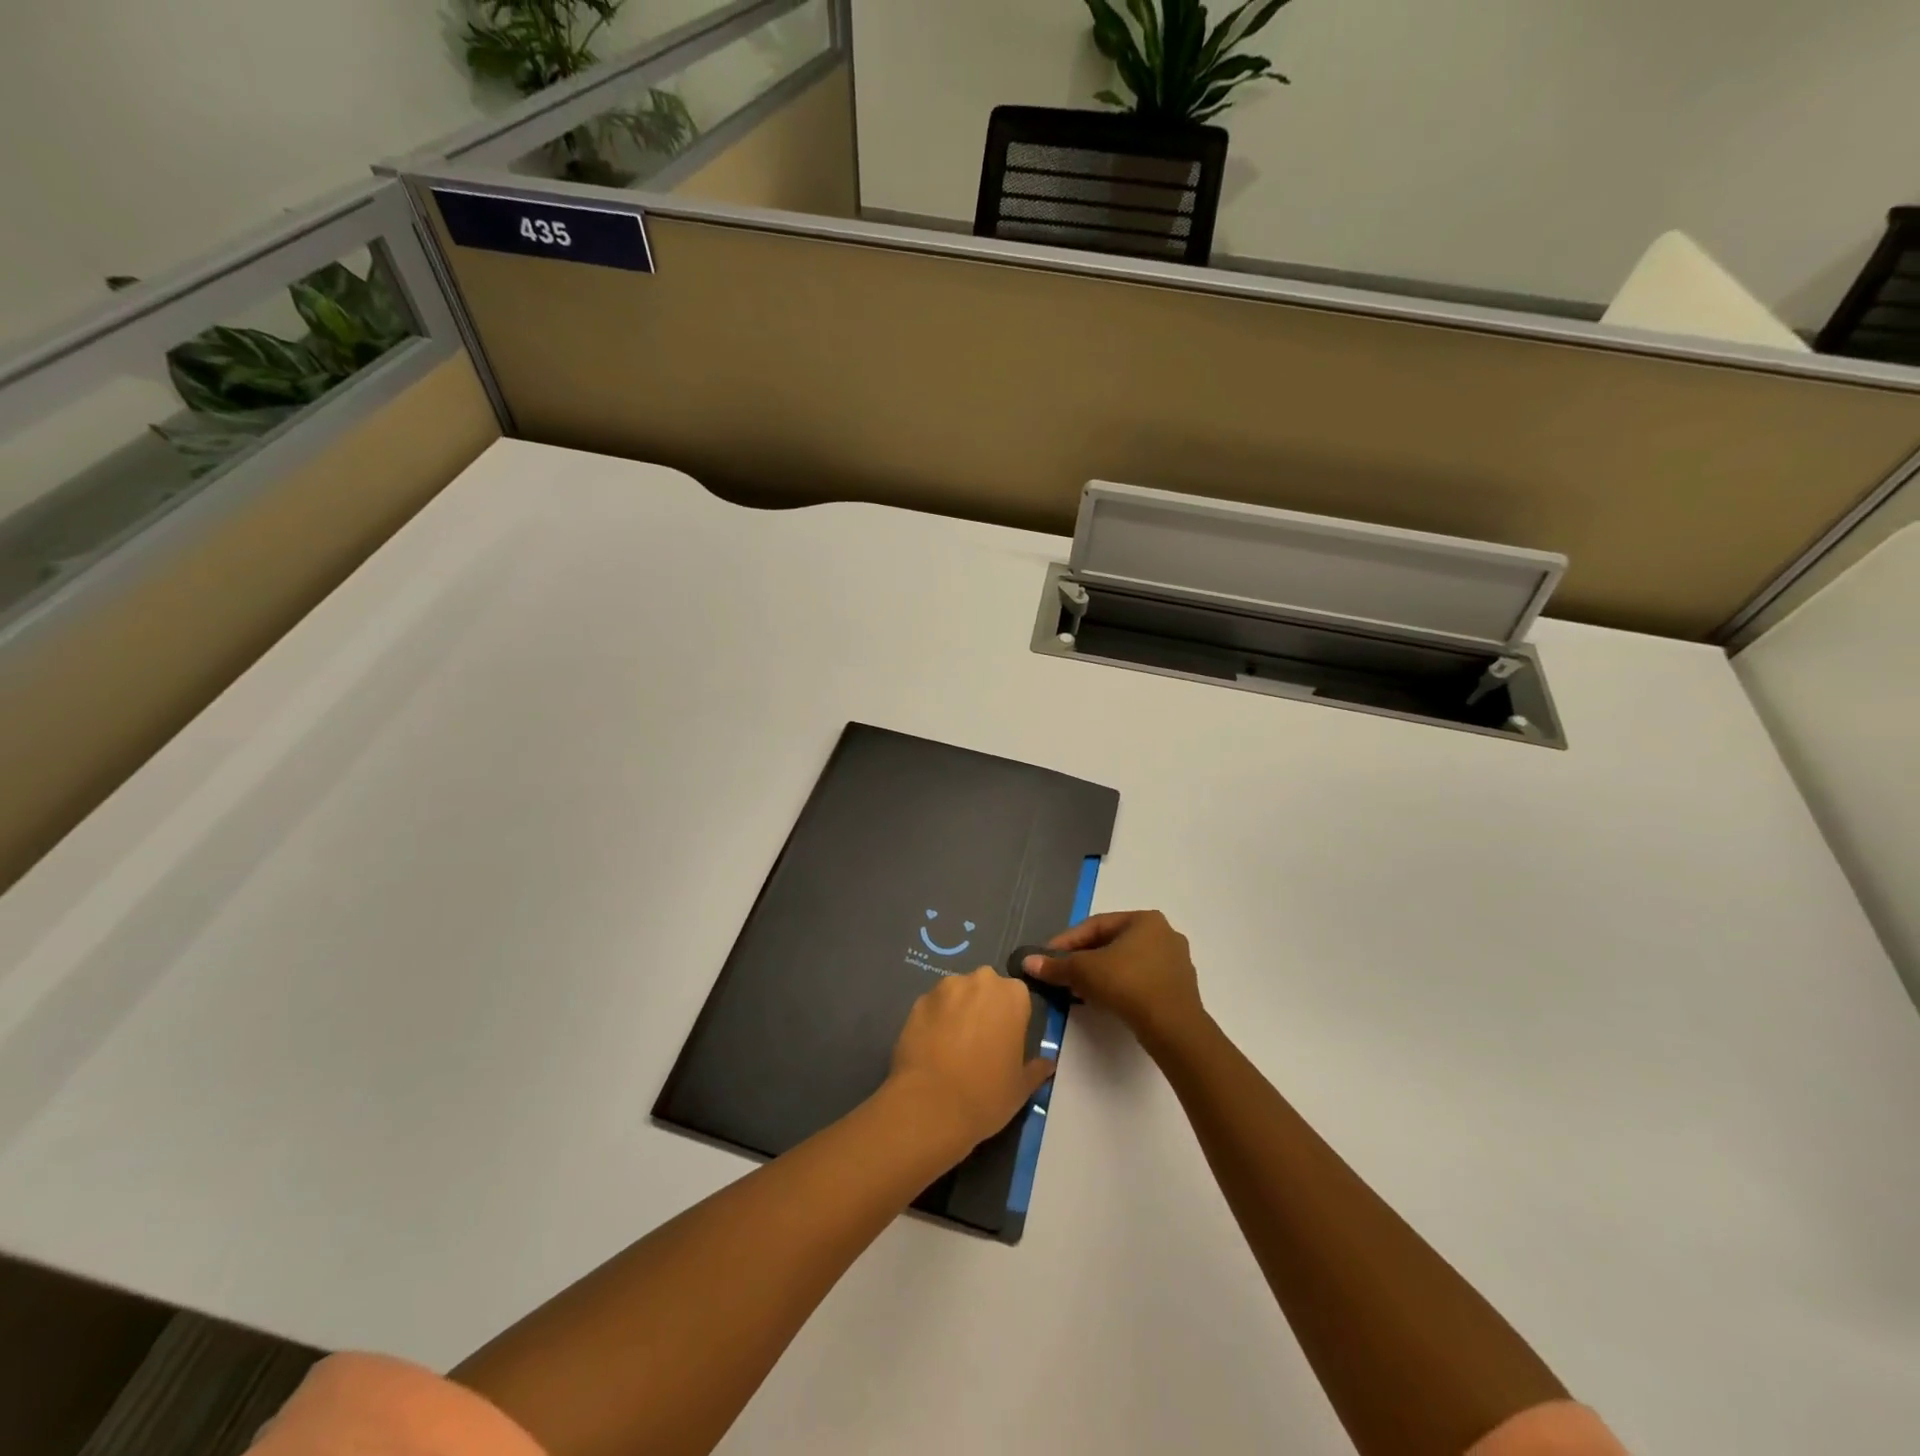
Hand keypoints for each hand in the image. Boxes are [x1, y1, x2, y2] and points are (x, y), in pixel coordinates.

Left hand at [886, 968, 1055, 1151]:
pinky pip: (933, 1007)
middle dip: (985, 1008)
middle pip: (986, 989)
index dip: (1012, 1020)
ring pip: (957, 994)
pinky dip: (934, 1020)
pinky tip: (932, 1048)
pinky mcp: (918, 1001)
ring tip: (952, 1046)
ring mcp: (945, 987)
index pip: (1018, 998)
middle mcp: (980, 980)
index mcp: (1013, 995)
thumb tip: (1049, 1064)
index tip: (1006, 1042)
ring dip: (958, 1011)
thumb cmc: (986, 1094)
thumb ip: (1036, 1069)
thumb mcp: (1021, 1087)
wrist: (930, 1105)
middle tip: (980, 1043)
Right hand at [1023, 910, 1203, 1049]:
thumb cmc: (1128, 985)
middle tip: (1062, 974)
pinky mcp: (1179, 989)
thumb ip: (1056, 966)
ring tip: (1079, 990)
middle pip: (1112, 943)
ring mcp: (1176, 962)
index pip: (1096, 925)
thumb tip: (1028, 962)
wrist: (1174, 1028)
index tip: (1047, 957)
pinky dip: (1120, 986)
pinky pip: (1141, 980)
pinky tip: (1105, 1001)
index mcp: (1145, 919)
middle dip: (1083, 959)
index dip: (1067, 941)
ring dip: (1100, 974)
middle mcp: (1164, 933)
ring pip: (1126, 963)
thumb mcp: (1085, 971)